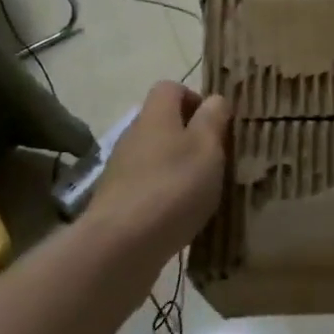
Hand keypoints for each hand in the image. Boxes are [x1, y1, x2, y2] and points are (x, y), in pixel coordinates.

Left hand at [91, 82, 229, 255]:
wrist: (120, 245)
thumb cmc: (173, 187)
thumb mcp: (207, 147)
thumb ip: (213, 119)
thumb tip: (215, 99)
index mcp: (156, 115)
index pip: (171, 88)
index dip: (195, 99)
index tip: (216, 124)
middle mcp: (134, 135)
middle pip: (163, 123)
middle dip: (190, 137)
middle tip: (216, 161)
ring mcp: (122, 169)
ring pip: (156, 156)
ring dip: (178, 168)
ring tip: (202, 193)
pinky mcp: (117, 200)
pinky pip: (147, 186)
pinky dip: (165, 195)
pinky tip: (181, 217)